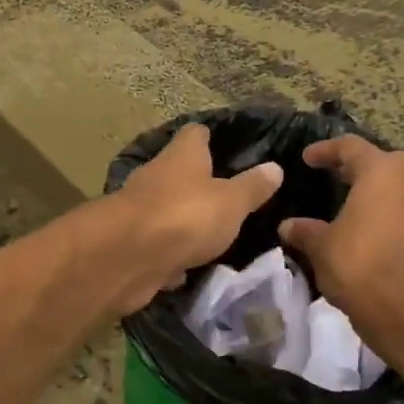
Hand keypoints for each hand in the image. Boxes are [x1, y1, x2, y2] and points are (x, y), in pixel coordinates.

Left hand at [107, 123, 282, 313]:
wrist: (128, 257)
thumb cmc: (186, 215)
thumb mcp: (232, 202)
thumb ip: (252, 187)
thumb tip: (275, 167)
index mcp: (181, 156)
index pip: (195, 134)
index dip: (211, 138)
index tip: (228, 147)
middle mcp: (156, 176)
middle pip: (178, 172)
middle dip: (198, 184)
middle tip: (228, 199)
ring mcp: (139, 211)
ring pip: (166, 211)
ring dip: (183, 222)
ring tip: (211, 235)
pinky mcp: (131, 244)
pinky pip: (157, 247)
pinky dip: (169, 256)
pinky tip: (185, 269)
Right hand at [277, 136, 403, 315]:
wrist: (403, 308)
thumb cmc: (357, 263)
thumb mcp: (320, 245)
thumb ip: (304, 230)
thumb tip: (288, 226)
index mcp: (382, 172)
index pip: (351, 147)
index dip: (326, 150)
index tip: (307, 159)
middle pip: (382, 162)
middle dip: (357, 166)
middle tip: (333, 174)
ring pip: (397, 186)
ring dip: (375, 189)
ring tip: (350, 200)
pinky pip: (403, 210)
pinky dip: (385, 211)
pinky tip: (365, 226)